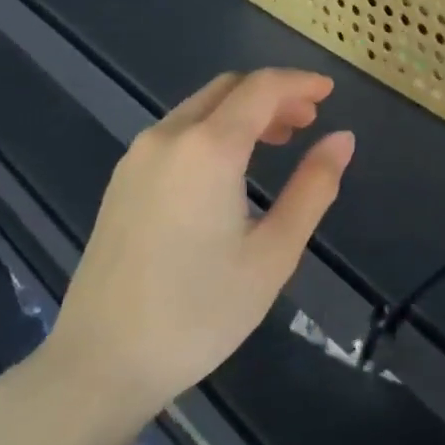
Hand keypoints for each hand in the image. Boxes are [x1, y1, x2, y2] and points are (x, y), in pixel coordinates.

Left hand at [34, 69, 353, 428]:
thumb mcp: (274, 253)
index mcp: (208, 148)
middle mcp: (167, 137)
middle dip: (273, 95)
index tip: (329, 92)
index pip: (261, 88)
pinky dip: (213, 130)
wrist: (102, 362)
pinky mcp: (121, 181)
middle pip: (228, 89)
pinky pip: (176, 132)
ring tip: (277, 141)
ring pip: (199, 108)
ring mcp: (137, 158)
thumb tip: (343, 139)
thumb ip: (313, 187)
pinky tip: (229, 168)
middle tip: (309, 121)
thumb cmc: (201, 312)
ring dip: (242, 111)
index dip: (300, 82)